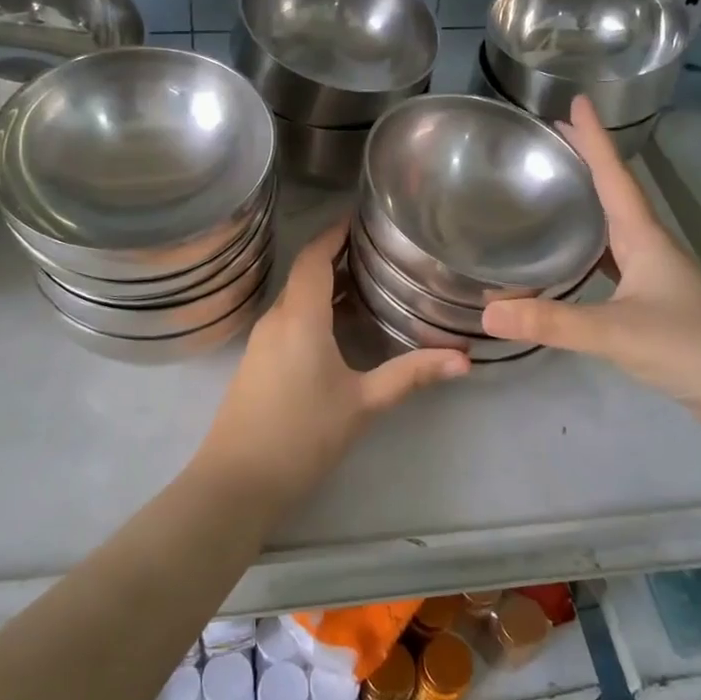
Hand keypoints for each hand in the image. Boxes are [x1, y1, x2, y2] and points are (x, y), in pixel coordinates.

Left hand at [201, 221, 468, 502]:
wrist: (237, 481)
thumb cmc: (302, 435)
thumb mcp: (363, 403)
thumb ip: (411, 375)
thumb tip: (463, 359)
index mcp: (300, 317)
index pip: (313, 256)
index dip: (334, 232)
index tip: (361, 218)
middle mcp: (276, 318)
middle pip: (304, 273)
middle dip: (335, 256)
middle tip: (377, 251)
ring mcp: (261, 341)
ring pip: (295, 296)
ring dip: (325, 284)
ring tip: (366, 282)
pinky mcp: (256, 361)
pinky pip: (287, 318)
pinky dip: (313, 308)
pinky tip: (338, 326)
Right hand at [481, 97, 700, 434]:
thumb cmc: (691, 346)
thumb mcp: (615, 332)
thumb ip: (551, 322)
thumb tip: (487, 314)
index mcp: (645, 238)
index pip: (615, 176)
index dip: (593, 139)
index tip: (576, 102)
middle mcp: (652, 248)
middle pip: (614, 195)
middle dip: (586, 165)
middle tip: (551, 143)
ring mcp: (658, 278)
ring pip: (615, 231)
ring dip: (588, 207)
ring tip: (555, 194)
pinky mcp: (656, 305)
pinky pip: (615, 264)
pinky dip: (591, 253)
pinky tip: (574, 263)